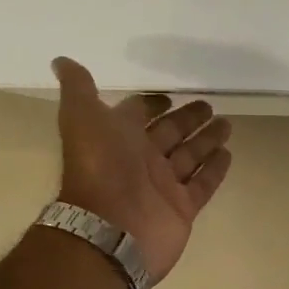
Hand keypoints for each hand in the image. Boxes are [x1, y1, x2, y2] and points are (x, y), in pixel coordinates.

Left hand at [52, 57, 233, 279]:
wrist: (111, 228)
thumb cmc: (99, 167)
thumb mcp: (82, 118)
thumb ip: (78, 89)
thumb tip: (61, 60)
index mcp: (118, 138)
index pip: (138, 115)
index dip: (152, 104)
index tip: (170, 96)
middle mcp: (140, 160)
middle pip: (169, 133)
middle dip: (187, 119)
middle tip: (210, 106)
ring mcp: (163, 186)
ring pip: (189, 156)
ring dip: (206, 140)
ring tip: (227, 124)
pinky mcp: (182, 207)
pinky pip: (202, 184)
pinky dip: (215, 169)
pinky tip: (228, 153)